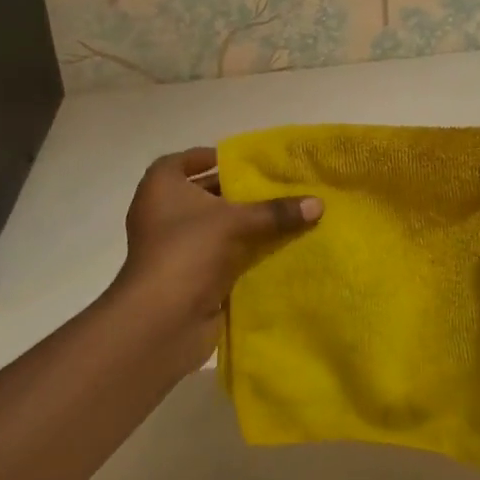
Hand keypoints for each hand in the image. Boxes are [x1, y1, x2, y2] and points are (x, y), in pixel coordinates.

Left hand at [114, 147, 321, 373]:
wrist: (162, 321)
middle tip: (274, 186)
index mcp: (161, 189)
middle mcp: (162, 214)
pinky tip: (275, 249)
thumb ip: (277, 211)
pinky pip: (220, 256)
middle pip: (202, 195)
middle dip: (236, 192)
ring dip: (242, 225)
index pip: (181, 162)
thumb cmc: (189, 251)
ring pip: (213, 228)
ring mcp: (174, 249)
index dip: (208, 158)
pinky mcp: (187, 277)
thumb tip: (319, 203)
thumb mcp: (236, 222)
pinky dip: (242, 252)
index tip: (241, 161)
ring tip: (283, 215)